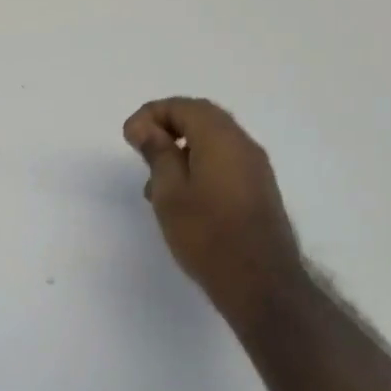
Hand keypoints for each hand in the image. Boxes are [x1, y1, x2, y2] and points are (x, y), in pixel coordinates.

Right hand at [123, 97, 303, 329]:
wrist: (261, 284)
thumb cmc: (207, 234)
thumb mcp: (169, 191)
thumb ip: (157, 152)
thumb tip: (146, 127)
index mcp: (221, 137)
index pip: (183, 106)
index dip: (151, 114)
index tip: (129, 137)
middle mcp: (243, 144)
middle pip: (202, 118)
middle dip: (167, 126)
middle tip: (141, 147)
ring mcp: (255, 168)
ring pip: (214, 142)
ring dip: (182, 148)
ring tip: (154, 180)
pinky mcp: (259, 191)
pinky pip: (225, 162)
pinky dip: (199, 165)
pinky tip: (181, 197)